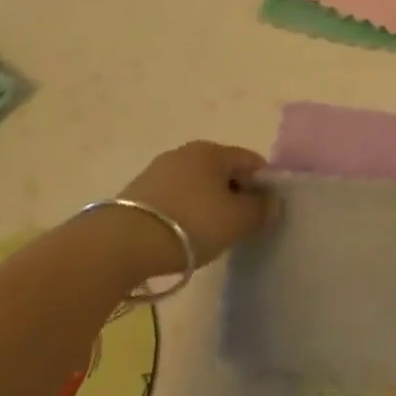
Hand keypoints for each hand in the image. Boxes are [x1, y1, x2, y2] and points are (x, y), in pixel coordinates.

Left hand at [118, 141, 272, 273]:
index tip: (263, 213)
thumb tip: (273, 202)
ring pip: (197, 184)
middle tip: (238, 226)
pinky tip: (181, 235)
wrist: (121, 244)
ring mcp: (159, 170)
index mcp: (213, 151)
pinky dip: (183, 212)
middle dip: (234, 194)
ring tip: (207, 235)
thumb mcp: (236, 221)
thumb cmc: (190, 225)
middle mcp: (186, 152)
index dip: (263, 185)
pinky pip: (174, 197)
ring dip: (207, 204)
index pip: (251, 161)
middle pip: (222, 171)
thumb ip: (260, 210)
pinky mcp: (137, 191)